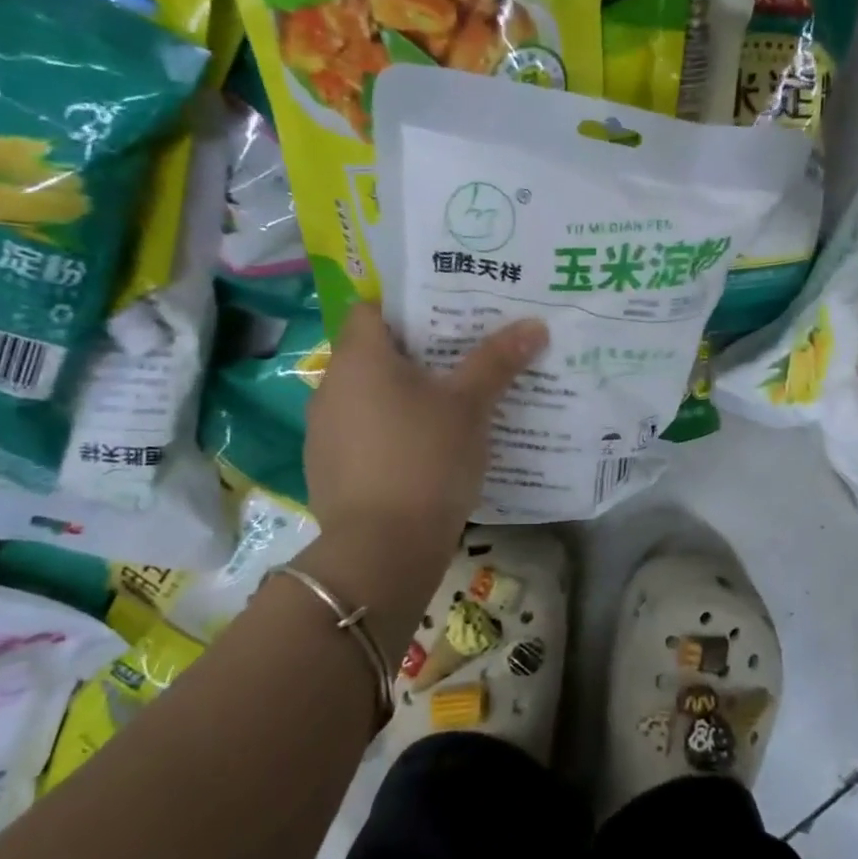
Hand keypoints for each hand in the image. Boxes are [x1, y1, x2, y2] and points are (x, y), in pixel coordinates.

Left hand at [305, 304, 547, 553]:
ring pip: (367, 398)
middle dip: (415, 356)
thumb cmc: (426, 459)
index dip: (408, 308)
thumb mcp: (470, 406)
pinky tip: (423, 454)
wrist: (382, 550)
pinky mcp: (326, 470)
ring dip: (400, 398)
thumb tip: (534, 325)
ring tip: (447, 408)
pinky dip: (388, 434)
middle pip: (372, 354)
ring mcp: (323, 431)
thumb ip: (497, 361)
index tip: (447, 319)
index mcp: (359, 358)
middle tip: (462, 361)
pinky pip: (361, 435)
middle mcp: (330, 386)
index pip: (372, 309)